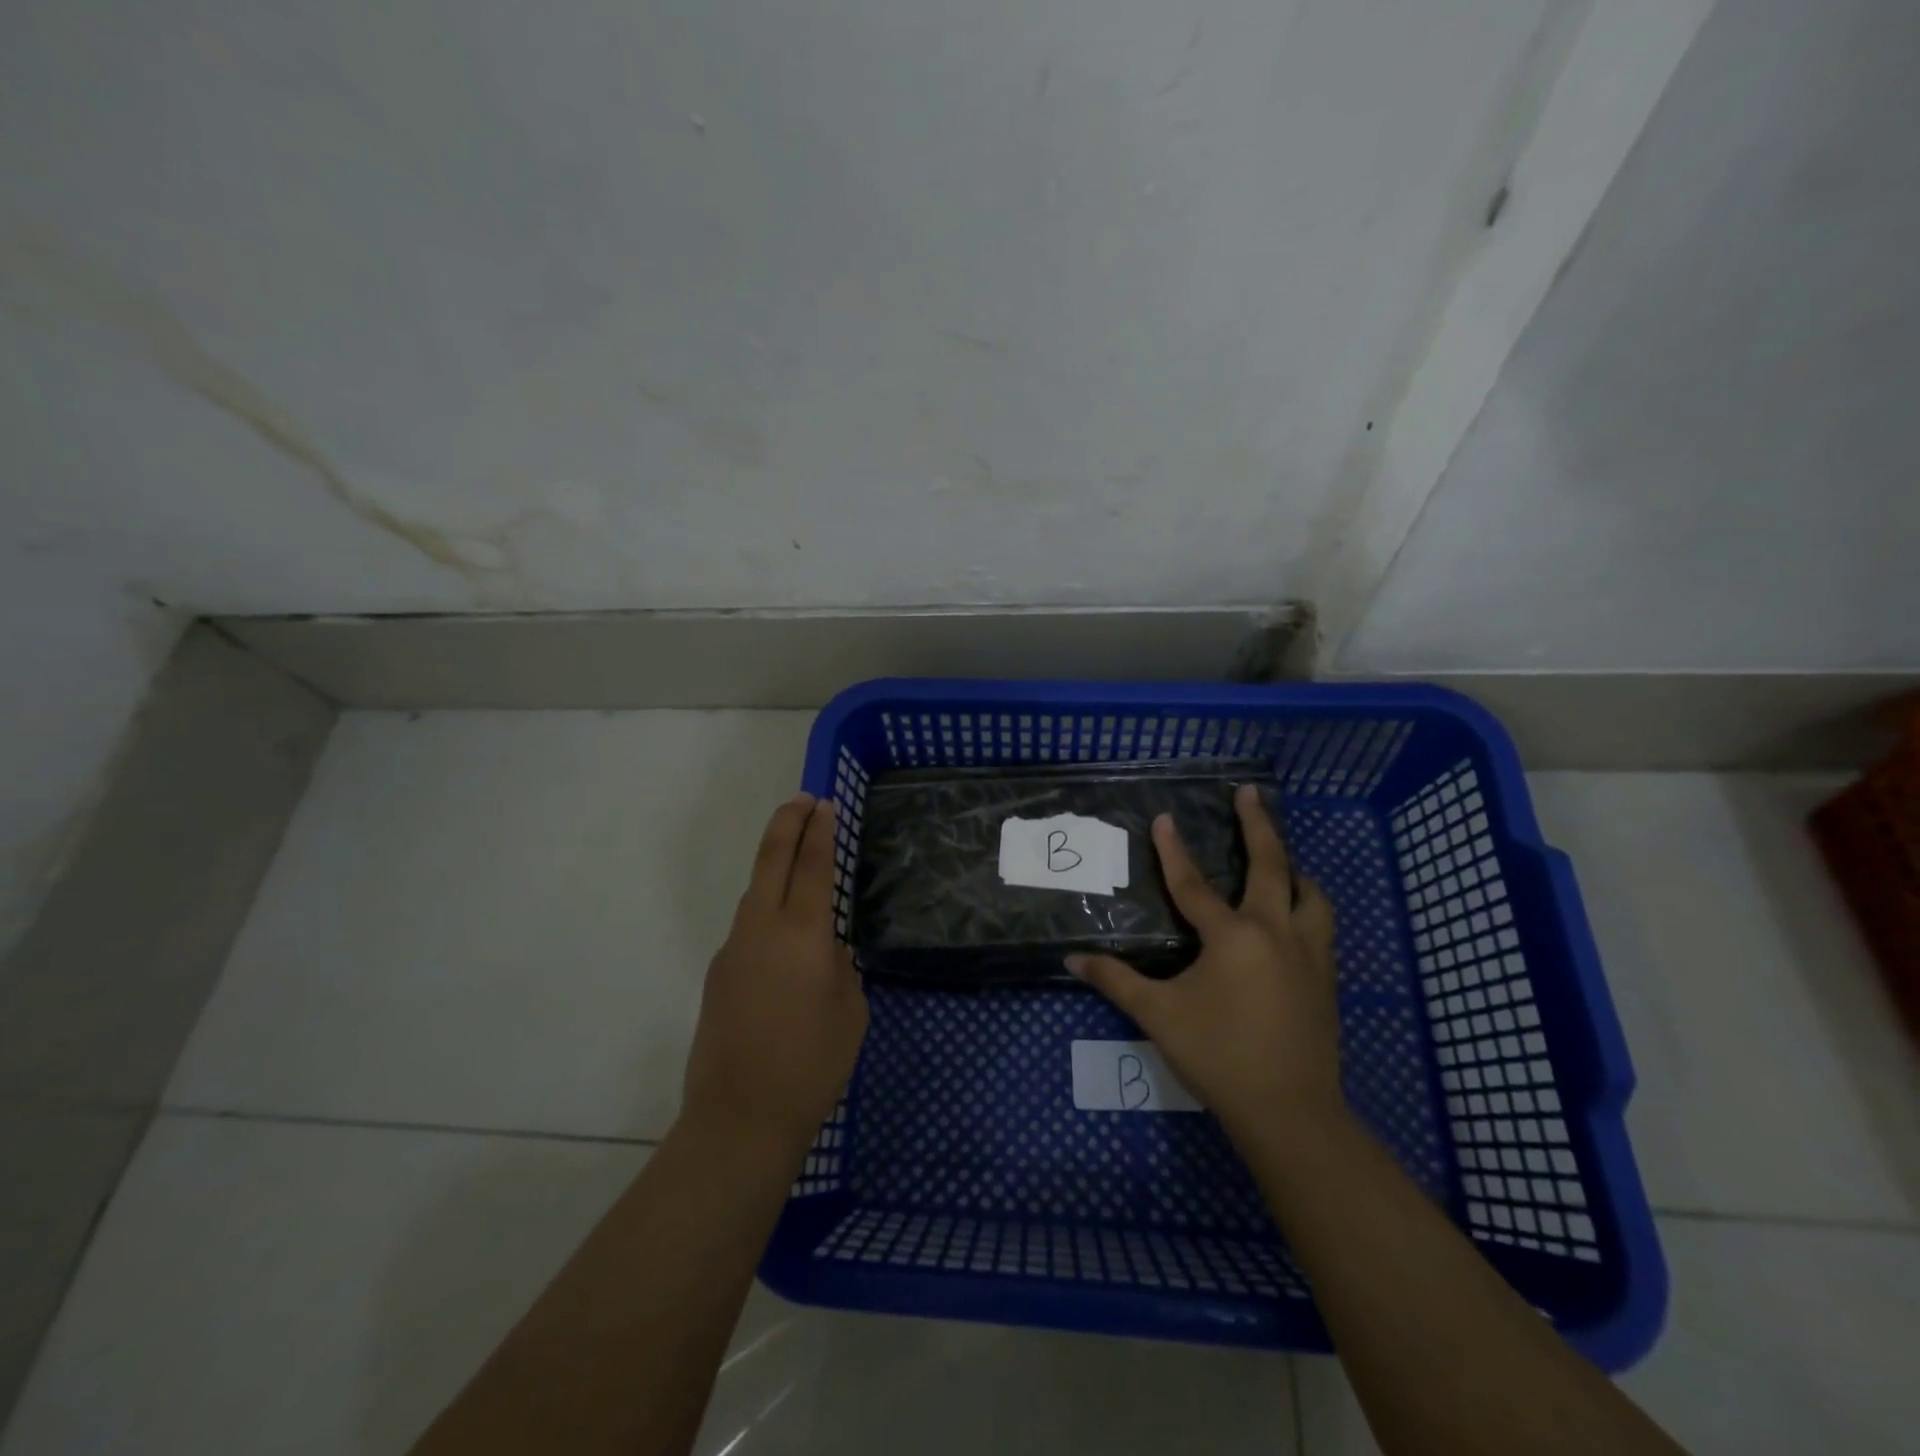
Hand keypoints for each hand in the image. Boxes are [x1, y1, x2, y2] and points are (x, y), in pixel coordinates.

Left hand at [681, 793, 868, 1149]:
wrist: (740, 1118)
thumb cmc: (811, 1064)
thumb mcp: (851, 1012)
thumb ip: (841, 968)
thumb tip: (826, 952)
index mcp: (802, 934)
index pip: (812, 865)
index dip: (820, 830)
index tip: (824, 804)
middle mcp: (762, 929)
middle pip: (771, 859)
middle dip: (787, 823)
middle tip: (803, 801)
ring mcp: (733, 949)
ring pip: (755, 891)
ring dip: (774, 864)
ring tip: (795, 856)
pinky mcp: (718, 974)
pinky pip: (747, 927)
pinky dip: (766, 909)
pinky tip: (782, 935)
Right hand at [1068, 783, 1341, 1141]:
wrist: (1291, 1112)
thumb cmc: (1219, 1057)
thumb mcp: (1159, 1016)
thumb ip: (1116, 982)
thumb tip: (1071, 961)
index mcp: (1233, 937)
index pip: (1194, 884)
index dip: (1173, 850)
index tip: (1163, 818)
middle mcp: (1276, 932)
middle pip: (1271, 866)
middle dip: (1258, 825)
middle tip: (1249, 792)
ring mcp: (1309, 954)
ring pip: (1310, 894)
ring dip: (1293, 869)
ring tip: (1281, 860)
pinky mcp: (1326, 978)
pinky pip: (1320, 924)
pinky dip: (1307, 905)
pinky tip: (1296, 916)